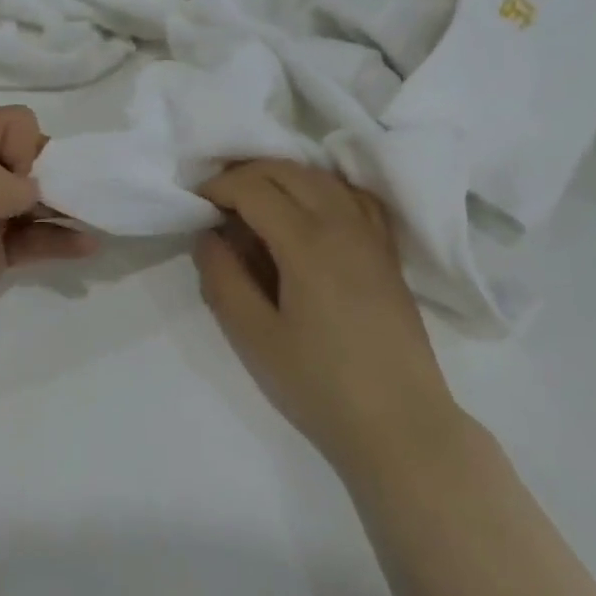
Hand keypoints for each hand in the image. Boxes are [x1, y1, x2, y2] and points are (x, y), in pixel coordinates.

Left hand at [0, 107, 97, 408]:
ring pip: (34, 200)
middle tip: (76, 205)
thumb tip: (34, 186)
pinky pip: (33, 239)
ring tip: (97, 221)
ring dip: (65, 206)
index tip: (23, 189)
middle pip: (27, 158)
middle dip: (57, 175)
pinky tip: (86, 247)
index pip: (9, 124)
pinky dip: (59, 239)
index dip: (26, 149)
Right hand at [195, 160, 460, 482]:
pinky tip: (309, 211)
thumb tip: (207, 235)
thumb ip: (223, 279)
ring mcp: (371, 234)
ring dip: (281, 177)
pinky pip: (353, 196)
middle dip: (245, 174)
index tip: (195, 204)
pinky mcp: (387, 252)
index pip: (254, 188)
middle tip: (217, 201)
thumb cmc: (320, 385)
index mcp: (307, 242)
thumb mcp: (255, 337)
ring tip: (255, 204)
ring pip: (321, 177)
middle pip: (287, 171)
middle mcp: (343, 223)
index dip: (218, 188)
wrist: (400, 424)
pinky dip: (322, 188)